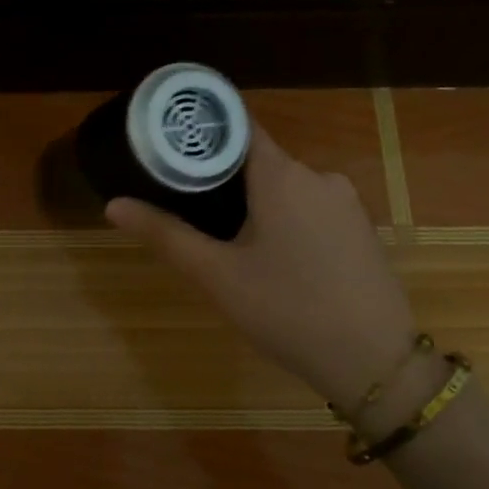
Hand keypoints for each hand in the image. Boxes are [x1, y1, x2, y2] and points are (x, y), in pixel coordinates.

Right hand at [107, 126, 420, 410]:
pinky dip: (281, 219)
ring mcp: (345, 203)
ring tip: (220, 238)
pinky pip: (309, 208)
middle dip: (219, 177)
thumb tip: (113, 205)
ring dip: (252, 203)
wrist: (375, 362)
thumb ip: (165, 234)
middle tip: (183, 205)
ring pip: (284, 187)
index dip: (202, 130)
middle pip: (258, 159)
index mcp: (282, 176)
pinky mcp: (359, 229)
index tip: (168, 143)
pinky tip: (268, 258)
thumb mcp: (216, 275)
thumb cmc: (286, 310)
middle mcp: (318, 176)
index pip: (237, 126)